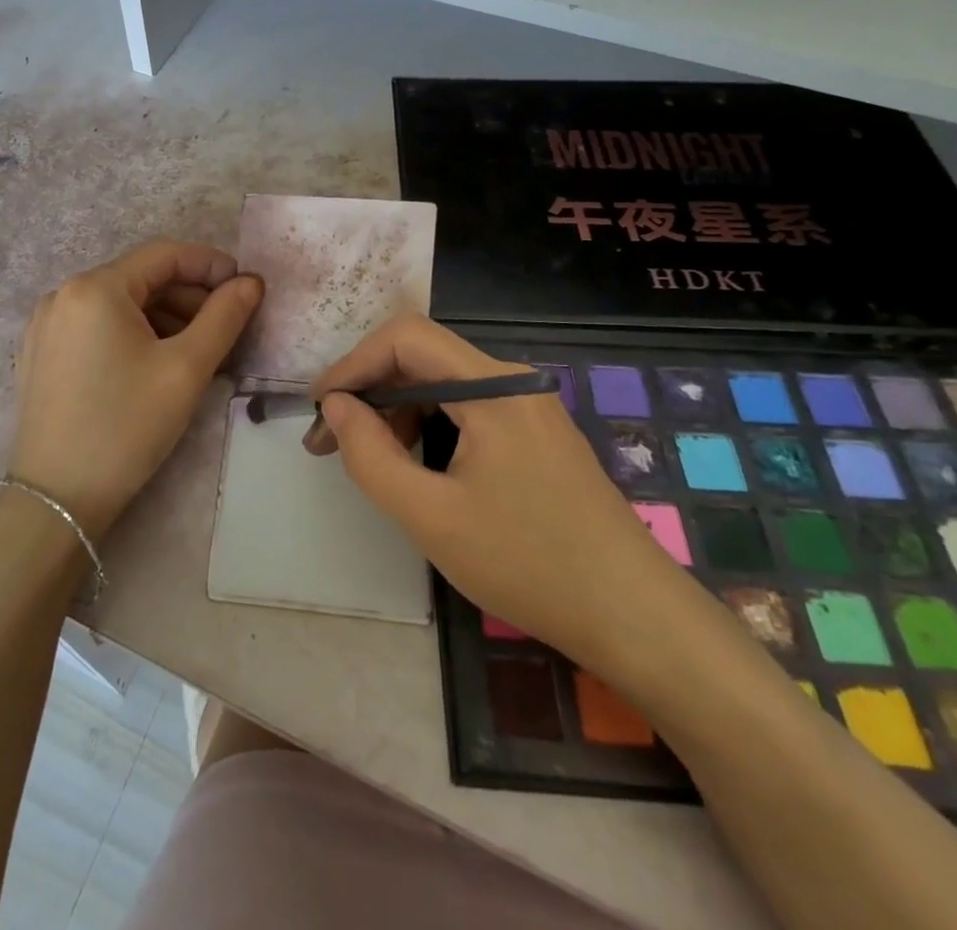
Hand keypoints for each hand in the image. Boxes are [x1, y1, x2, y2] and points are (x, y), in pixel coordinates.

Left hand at [10, 240, 263, 539]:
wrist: (57, 499)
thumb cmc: (127, 426)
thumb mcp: (186, 369)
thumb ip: (224, 316)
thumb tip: (250, 282)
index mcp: (95, 287)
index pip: (164, 255)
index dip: (210, 265)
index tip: (245, 287)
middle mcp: (63, 294)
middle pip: (140, 279)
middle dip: (189, 297)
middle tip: (226, 328)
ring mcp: (46, 325)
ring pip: (119, 304)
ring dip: (164, 318)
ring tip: (197, 351)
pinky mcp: (40, 354)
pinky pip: (96, 327)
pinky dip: (133, 333)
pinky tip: (155, 364)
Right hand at [311, 316, 691, 675]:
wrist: (636, 618)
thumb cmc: (530, 565)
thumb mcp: (431, 517)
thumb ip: (371, 456)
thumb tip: (336, 407)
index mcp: (493, 388)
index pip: (405, 338)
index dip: (354, 363)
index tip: (320, 408)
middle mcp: (511, 381)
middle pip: (422, 356)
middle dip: (369, 389)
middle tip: (328, 440)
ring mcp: (528, 405)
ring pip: (442, 383)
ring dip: (395, 409)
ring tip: (364, 456)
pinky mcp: (535, 431)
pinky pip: (467, 408)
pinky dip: (428, 424)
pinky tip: (412, 462)